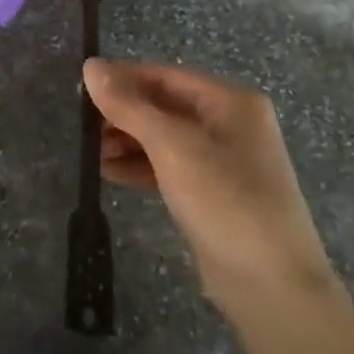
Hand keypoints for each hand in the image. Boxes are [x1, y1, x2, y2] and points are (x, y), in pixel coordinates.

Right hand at [84, 59, 334, 327]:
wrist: (272, 287)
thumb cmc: (225, 200)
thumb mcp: (172, 146)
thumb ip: (129, 105)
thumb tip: (90, 66)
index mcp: (230, 101)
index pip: (165, 75)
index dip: (122, 78)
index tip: (80, 87)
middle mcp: (230, 123)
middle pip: (165, 105)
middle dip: (123, 113)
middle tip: (82, 126)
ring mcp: (224, 161)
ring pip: (165, 137)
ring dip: (128, 141)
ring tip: (91, 153)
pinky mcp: (214, 193)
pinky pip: (170, 167)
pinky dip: (141, 166)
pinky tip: (110, 173)